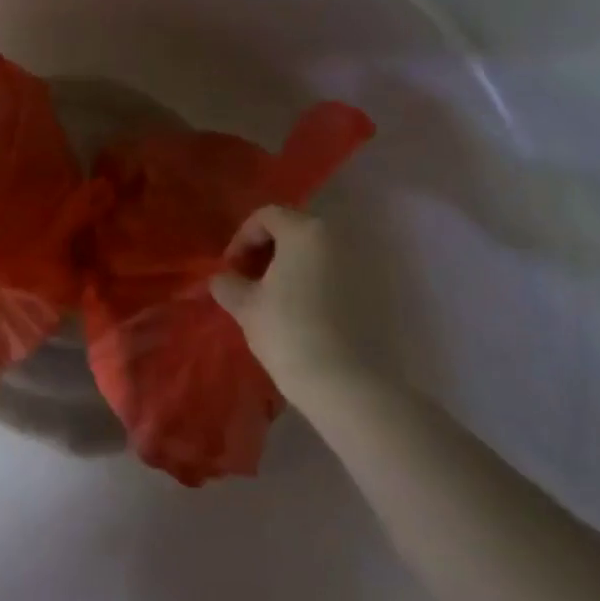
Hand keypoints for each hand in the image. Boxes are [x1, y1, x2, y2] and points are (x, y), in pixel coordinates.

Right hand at [211, 207, 364, 401]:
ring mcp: (362, 264)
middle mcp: (338, 238)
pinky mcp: (376, 293)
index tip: (230, 269)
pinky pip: (336, 275)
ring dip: (292, 267)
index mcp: (305, 231)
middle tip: (249, 281)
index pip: (266, 216)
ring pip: (317, 254)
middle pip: (294, 230)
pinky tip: (303, 314)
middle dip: (267, 251)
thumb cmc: (288, 332)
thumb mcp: (245, 305)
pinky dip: (316, 284)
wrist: (347, 384)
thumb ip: (228, 283)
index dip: (242, 238)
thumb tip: (223, 279)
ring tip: (274, 299)